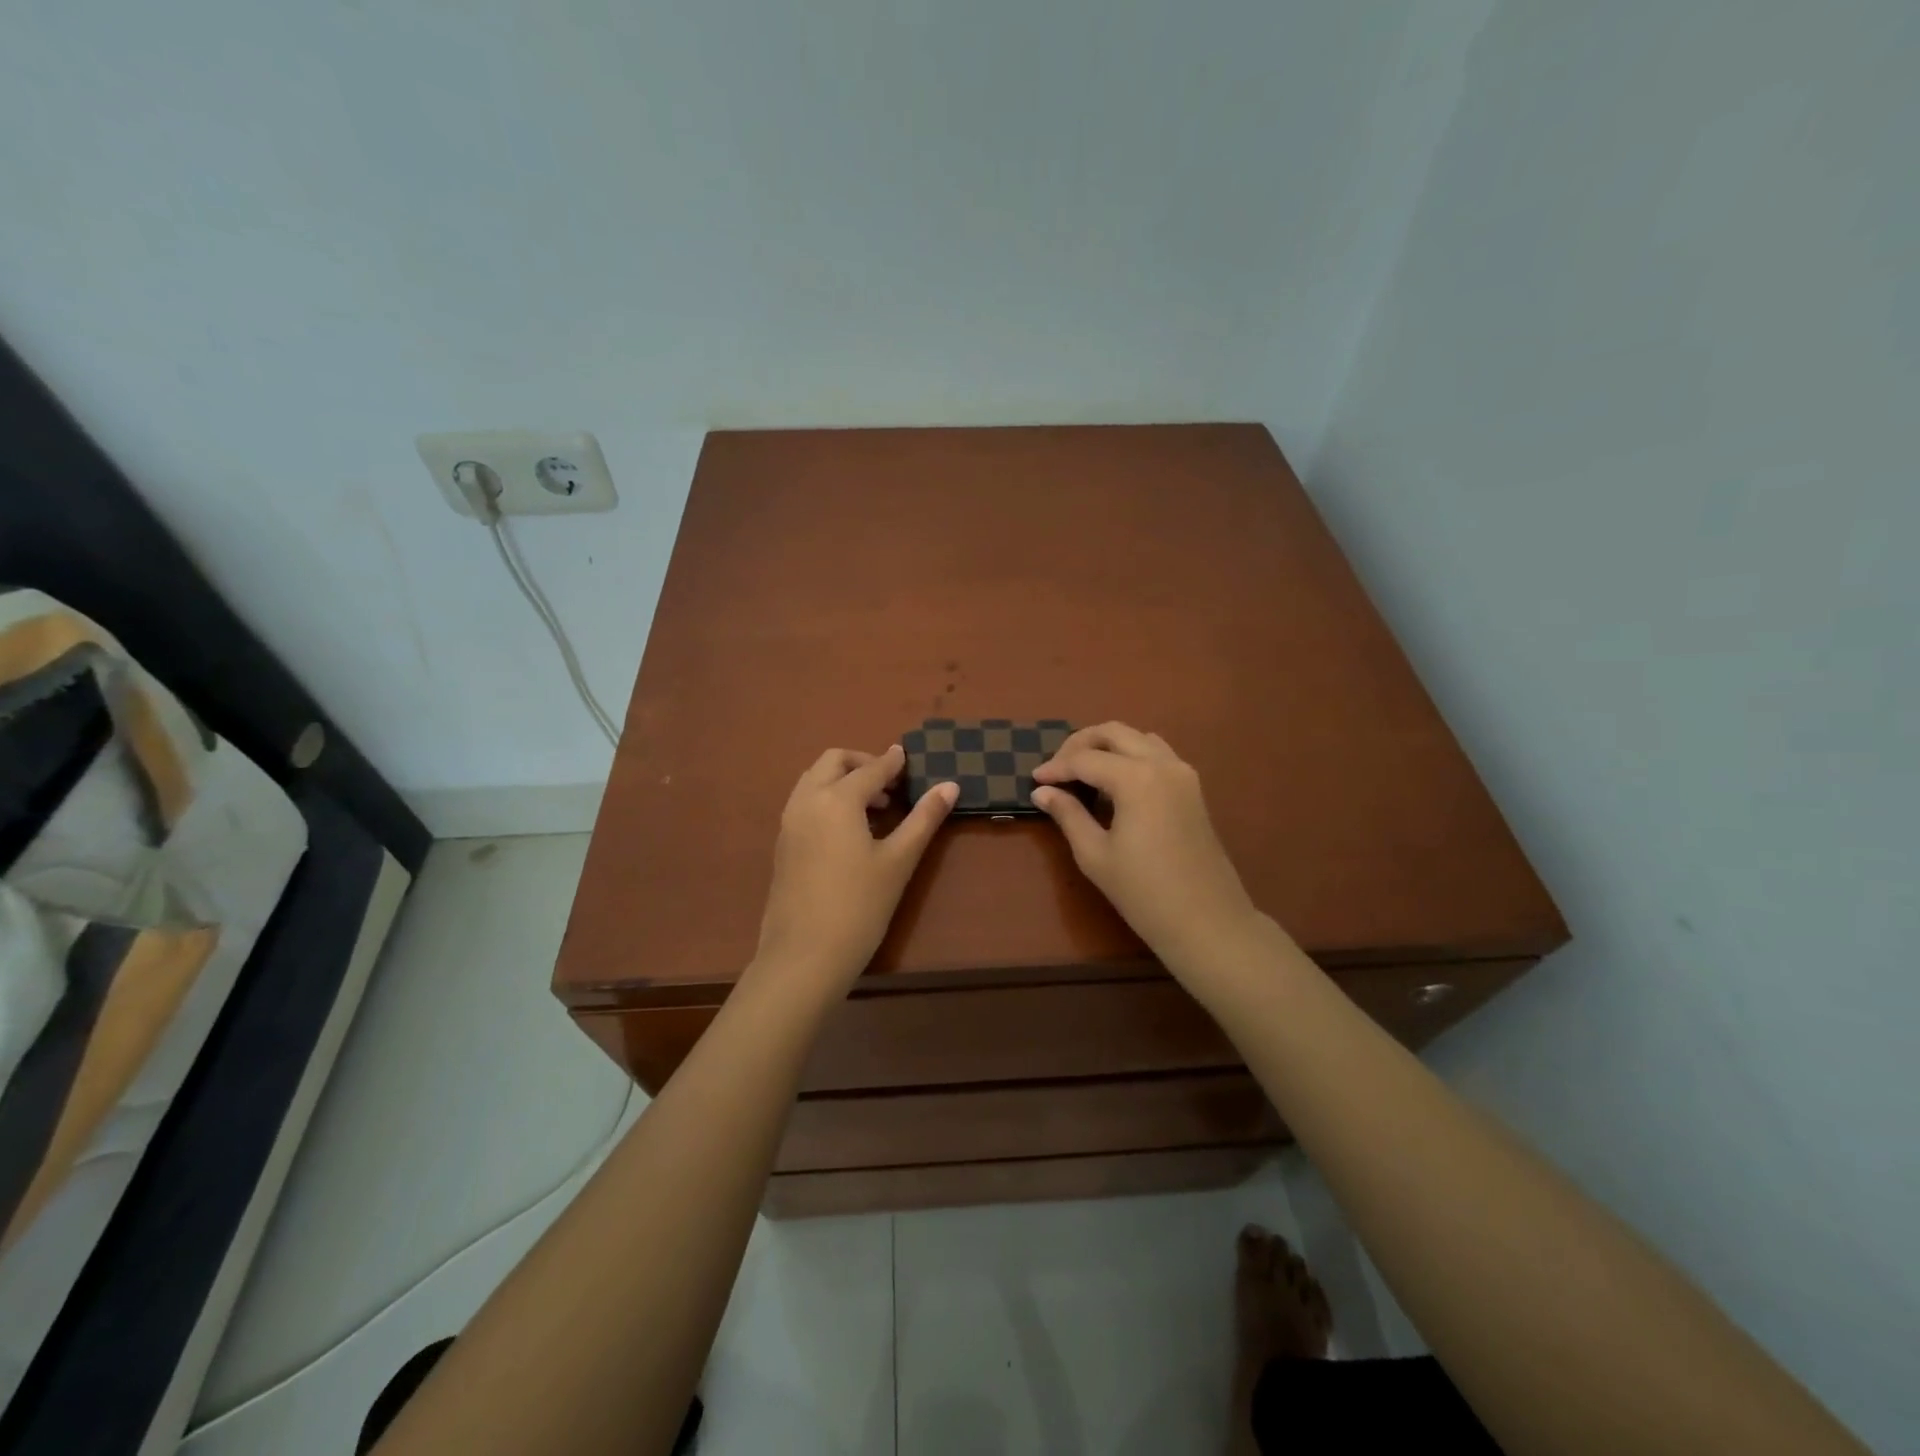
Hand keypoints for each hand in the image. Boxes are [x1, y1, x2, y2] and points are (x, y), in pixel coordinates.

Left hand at [753, 744, 957, 995]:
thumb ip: (924, 818)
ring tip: (873, 808)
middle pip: (833, 761)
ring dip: (842, 779)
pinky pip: (805, 802)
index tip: (910, 757)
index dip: (894, 763)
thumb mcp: (899, 861)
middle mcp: (807, 801)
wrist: (804, 957)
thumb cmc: (859, 907)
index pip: (871, 769)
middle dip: (863, 763)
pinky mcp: (782, 844)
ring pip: (814, 779)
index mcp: (836, 799)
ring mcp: (789, 822)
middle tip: (891, 785)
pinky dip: (827, 798)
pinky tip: (849, 831)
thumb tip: (949, 785)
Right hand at [1031, 723, 1267, 972]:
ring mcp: (1183, 773)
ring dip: (1107, 746)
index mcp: (1136, 778)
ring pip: (1138, 738)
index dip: (1056, 768)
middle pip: (1114, 733)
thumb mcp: (1095, 855)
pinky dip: (1131, 755)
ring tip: (1082, 772)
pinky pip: (1157, 754)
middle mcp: (1162, 764)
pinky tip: (1113, 783)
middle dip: (1080, 744)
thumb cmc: (1144, 893)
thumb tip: (1042, 792)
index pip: (1085, 759)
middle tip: (1056, 769)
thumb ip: (1068, 815)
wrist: (1207, 922)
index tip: (1034, 780)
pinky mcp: (1193, 788)